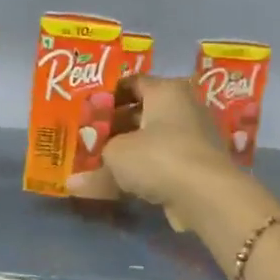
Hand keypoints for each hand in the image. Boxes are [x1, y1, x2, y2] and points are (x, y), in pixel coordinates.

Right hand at [66, 76, 239, 227]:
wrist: (206, 196)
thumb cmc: (158, 158)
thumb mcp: (116, 156)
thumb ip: (94, 166)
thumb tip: (73, 183)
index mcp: (166, 90)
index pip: (132, 83)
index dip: (106, 96)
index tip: (85, 112)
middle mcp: (183, 107)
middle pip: (141, 113)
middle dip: (114, 127)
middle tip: (87, 140)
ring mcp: (193, 138)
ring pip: (151, 140)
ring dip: (127, 152)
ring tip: (98, 164)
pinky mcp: (196, 166)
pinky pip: (161, 163)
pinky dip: (142, 172)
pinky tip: (121, 185)